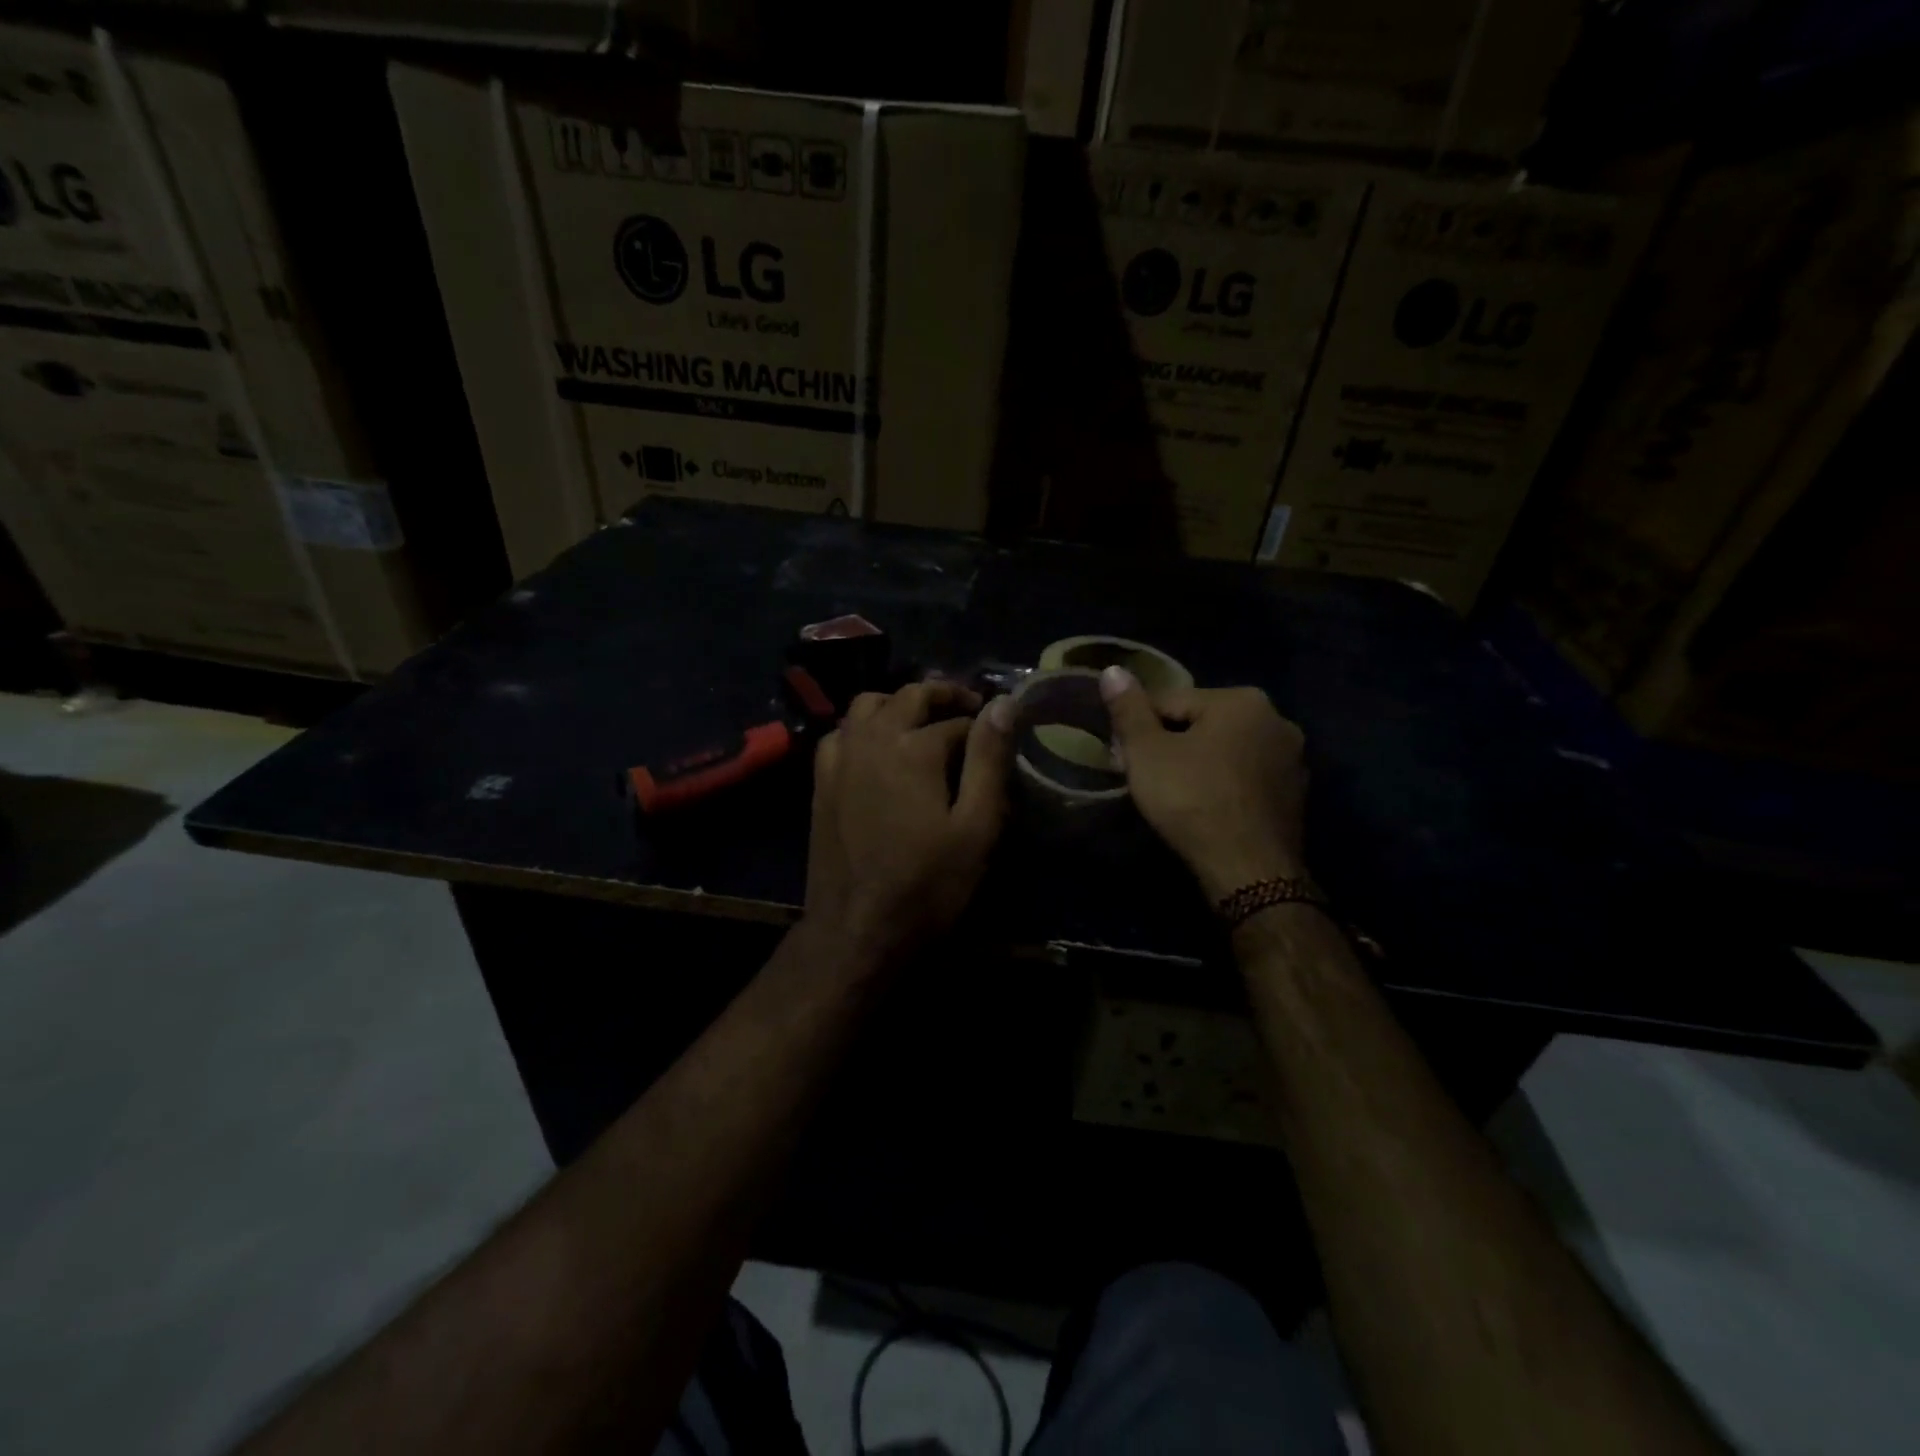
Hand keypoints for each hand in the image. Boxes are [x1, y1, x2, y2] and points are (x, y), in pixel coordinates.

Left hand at [804, 682, 1016, 967]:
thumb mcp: (975, 828)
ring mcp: (840, 757)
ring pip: (867, 704)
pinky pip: (840, 732)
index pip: (957, 720)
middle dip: (943, 695)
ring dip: (898, 703)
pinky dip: (863, 726)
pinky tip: (877, 748)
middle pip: (909, 696)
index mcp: (913, 747)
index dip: (984, 726)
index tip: (1001, 737)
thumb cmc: (926, 885)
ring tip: (923, 721)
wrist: (855, 930)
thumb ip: (989, 761)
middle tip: (970, 709)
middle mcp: (871, 739)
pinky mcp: (821, 780)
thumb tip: (1004, 704)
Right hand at [1099, 666, 1308, 901]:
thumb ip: (1128, 709)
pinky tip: (1206, 809)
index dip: (1140, 728)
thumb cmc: (1192, 800)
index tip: (1124, 757)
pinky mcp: (1295, 794)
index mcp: (1241, 700)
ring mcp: (1292, 759)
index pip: (1171, 701)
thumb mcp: (1147, 753)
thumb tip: (1113, 670)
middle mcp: (1276, 719)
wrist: (1249, 869)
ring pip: (1226, 750)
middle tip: (1145, 778)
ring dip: (1198, 764)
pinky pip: (1246, 777)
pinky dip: (1224, 784)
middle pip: (1202, 723)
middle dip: (1171, 744)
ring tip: (1173, 796)